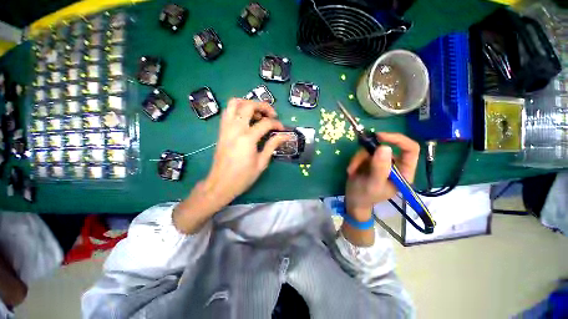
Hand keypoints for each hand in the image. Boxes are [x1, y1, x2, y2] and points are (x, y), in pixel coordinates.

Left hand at [174, 99, 287, 233]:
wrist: (220, 184)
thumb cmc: (243, 177)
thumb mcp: (262, 163)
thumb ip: (272, 145)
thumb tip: (285, 136)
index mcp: (247, 138)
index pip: (265, 123)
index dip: (277, 124)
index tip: (282, 129)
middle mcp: (235, 129)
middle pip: (249, 106)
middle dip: (263, 106)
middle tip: (272, 115)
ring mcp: (226, 128)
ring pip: (234, 104)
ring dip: (248, 103)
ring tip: (258, 113)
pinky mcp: (221, 131)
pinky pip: (228, 112)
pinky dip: (238, 109)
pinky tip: (246, 119)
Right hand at [345, 132, 419, 221]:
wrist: (353, 200)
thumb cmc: (365, 196)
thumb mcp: (373, 184)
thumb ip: (380, 168)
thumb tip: (384, 147)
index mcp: (403, 172)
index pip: (410, 149)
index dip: (398, 139)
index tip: (380, 137)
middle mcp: (394, 164)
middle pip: (385, 146)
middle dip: (368, 152)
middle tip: (357, 159)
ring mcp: (381, 162)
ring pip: (371, 149)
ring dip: (358, 158)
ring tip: (352, 170)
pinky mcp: (370, 161)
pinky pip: (363, 153)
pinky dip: (355, 160)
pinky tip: (351, 170)